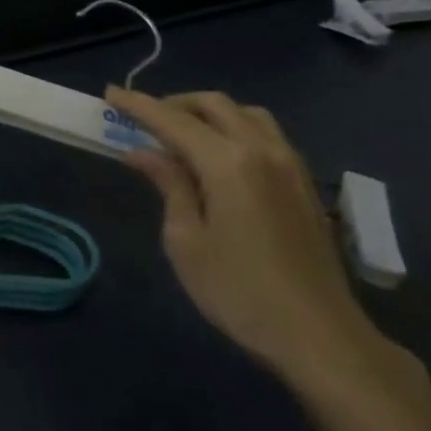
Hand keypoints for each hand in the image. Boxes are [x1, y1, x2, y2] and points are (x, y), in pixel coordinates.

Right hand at [107, 88, 386, 387]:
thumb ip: (168, 185)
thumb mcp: (187, 241)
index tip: (110, 93)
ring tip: (182, 136)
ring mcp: (290, 164)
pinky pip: (265, 134)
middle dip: (174, 104)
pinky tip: (220, 158)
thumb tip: (142, 152)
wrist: (320, 337)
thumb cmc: (240, 293)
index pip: (173, 120)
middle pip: (214, 104)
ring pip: (245, 114)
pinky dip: (235, 129)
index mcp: (228, 163)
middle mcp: (262, 150)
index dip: (138, 105)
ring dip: (209, 113)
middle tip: (144, 120)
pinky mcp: (304, 182)